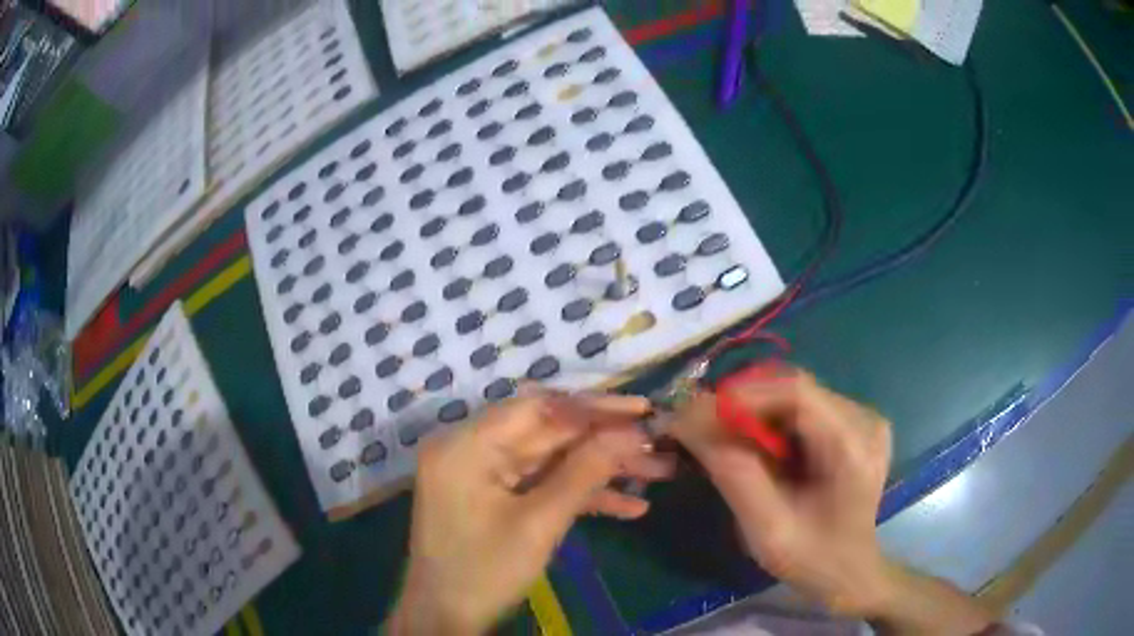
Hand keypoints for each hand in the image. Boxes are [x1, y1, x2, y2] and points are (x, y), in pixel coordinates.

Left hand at [389, 390, 673, 633]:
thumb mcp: (539, 524)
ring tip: (657, 473)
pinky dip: (580, 494)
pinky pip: (540, 485)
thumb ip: (585, 471)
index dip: (594, 407)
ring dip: (601, 470)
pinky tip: (629, 507)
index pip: (538, 408)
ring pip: (551, 461)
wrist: (446, 618)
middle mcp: (470, 448)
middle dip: (606, 442)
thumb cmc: (484, 573)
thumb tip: (633, 431)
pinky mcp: (494, 498)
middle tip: (657, 443)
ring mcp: (482, 474)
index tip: (643, 409)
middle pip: (548, 434)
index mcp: (466, 445)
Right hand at [671, 367, 893, 615]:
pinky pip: (804, 407)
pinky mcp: (854, 424)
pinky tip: (753, 444)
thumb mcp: (767, 528)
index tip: (696, 415)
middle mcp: (864, 420)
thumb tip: (688, 422)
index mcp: (853, 448)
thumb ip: (734, 474)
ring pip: (796, 395)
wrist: (849, 572)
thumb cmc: (811, 559)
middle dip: (743, 404)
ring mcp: (862, 419)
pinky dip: (770, 420)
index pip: (797, 393)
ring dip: (754, 412)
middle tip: (698, 427)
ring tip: (719, 437)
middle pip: (795, 389)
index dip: (744, 396)